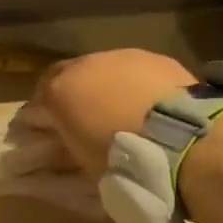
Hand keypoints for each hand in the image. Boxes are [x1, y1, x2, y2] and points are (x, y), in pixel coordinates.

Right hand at [29, 49, 195, 174]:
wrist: (185, 141)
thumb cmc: (124, 161)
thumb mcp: (85, 165)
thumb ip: (67, 149)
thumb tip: (60, 148)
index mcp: (59, 92)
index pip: (37, 100)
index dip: (41, 116)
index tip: (46, 132)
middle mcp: (85, 65)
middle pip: (67, 75)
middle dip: (70, 94)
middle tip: (81, 118)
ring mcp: (122, 57)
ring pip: (103, 68)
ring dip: (104, 86)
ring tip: (119, 111)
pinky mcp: (156, 58)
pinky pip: (134, 70)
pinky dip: (134, 84)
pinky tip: (147, 104)